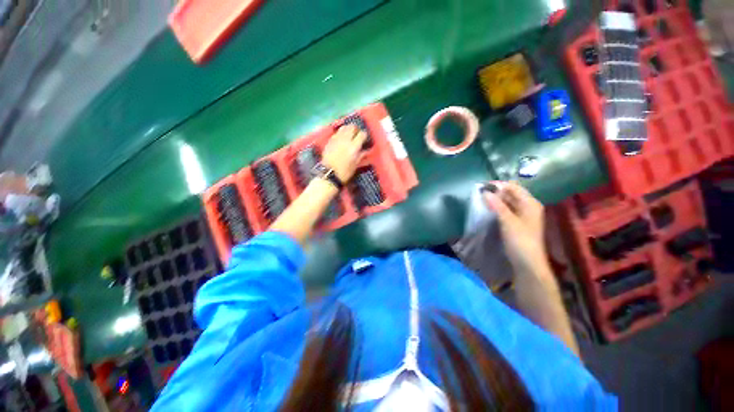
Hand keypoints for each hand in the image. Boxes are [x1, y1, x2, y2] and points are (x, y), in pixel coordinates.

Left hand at [321, 125, 366, 181]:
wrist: (329, 174)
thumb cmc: (344, 172)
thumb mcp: (355, 165)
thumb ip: (361, 156)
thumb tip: (366, 151)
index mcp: (354, 147)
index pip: (362, 134)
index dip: (364, 136)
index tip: (364, 139)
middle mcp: (345, 140)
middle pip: (352, 127)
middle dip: (356, 130)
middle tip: (357, 135)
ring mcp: (336, 139)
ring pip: (344, 127)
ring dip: (348, 129)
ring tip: (349, 134)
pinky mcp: (330, 141)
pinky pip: (337, 132)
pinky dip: (340, 133)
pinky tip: (341, 138)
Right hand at [483, 181, 548, 274]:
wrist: (527, 263)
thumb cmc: (520, 240)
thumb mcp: (508, 221)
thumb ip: (497, 205)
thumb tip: (485, 192)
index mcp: (530, 203)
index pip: (513, 187)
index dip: (498, 185)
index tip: (482, 186)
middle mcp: (528, 207)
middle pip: (511, 194)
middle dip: (496, 192)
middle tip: (479, 192)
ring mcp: (522, 215)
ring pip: (507, 202)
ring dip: (495, 200)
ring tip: (481, 199)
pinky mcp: (516, 223)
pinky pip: (506, 210)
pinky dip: (497, 208)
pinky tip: (488, 209)